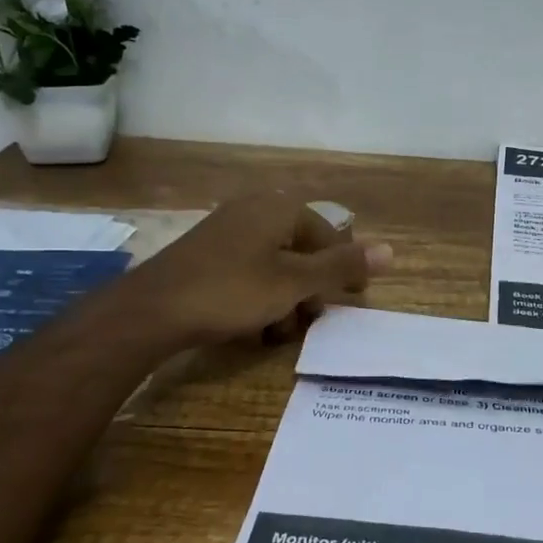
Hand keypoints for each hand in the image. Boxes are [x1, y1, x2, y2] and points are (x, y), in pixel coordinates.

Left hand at [112, 192, 392, 349]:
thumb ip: (341, 267)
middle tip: (308, 320)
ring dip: (284, 300)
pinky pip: (247, 272)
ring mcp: (226, 231)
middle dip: (309, 290)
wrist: (152, 310)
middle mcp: (254, 211)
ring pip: (274, 265)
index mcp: (278, 209)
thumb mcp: (294, 283)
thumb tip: (391, 250)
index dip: (343, 269)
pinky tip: (252, 328)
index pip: (328, 235)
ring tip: (277, 333)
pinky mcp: (205, 254)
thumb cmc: (231, 291)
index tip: (350, 301)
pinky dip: (258, 297)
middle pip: (300, 250)